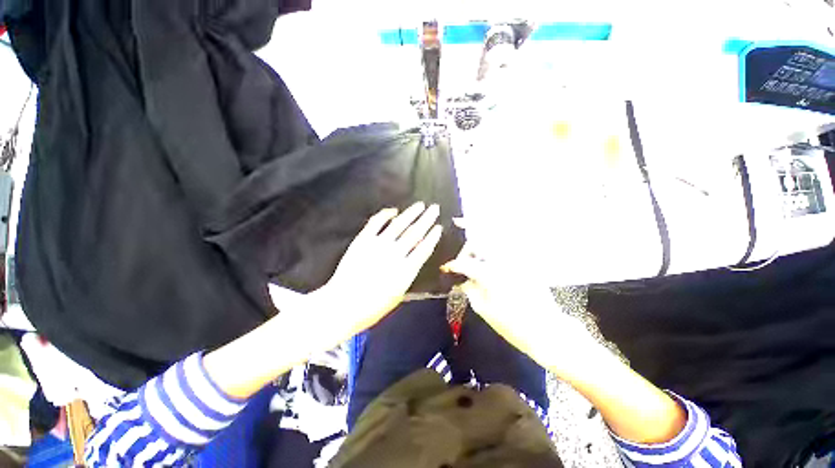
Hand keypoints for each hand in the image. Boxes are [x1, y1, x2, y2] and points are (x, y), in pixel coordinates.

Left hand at [303, 203, 443, 346]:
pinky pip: (376, 223)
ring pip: (399, 225)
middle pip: (415, 233)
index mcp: (406, 270)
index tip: (439, 227)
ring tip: (420, 205)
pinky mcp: (363, 240)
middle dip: (427, 220)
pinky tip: (394, 211)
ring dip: (411, 214)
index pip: (424, 249)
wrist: (343, 305)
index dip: (432, 237)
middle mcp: (395, 254)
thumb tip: (416, 258)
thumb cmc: (372, 307)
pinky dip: (385, 215)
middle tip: (435, 208)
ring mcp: (378, 245)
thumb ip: (408, 274)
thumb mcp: (398, 295)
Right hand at [441, 223, 596, 379]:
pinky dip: (495, 245)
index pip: (465, 263)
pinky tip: (489, 251)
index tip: (446, 267)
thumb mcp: (484, 310)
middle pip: (481, 240)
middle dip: (468, 238)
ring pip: (495, 240)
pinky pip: (506, 248)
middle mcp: (503, 261)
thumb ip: (471, 291)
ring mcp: (517, 260)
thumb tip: (463, 281)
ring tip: (472, 240)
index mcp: (490, 274)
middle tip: (459, 235)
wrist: (547, 330)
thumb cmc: (512, 325)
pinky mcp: (526, 263)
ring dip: (482, 237)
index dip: (453, 265)